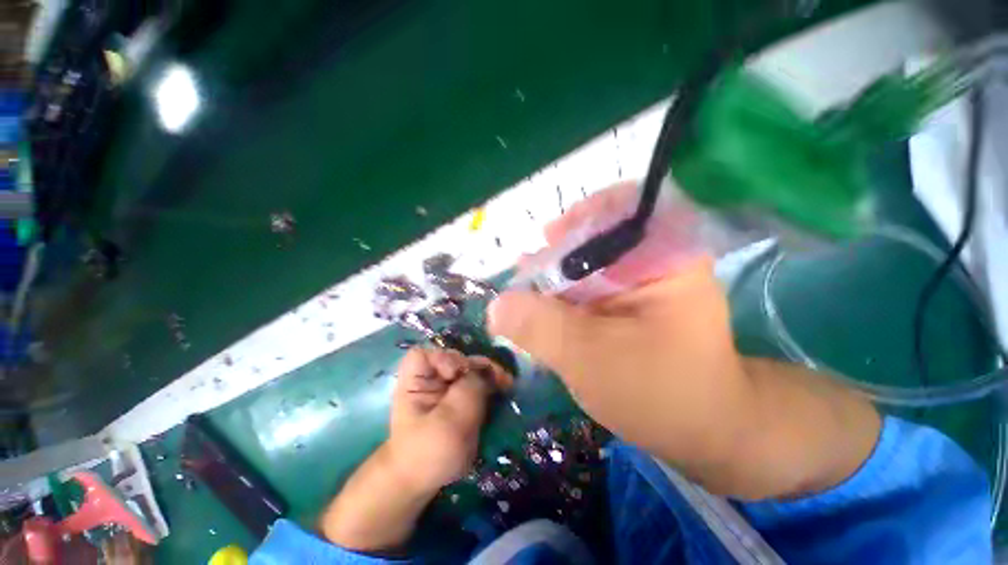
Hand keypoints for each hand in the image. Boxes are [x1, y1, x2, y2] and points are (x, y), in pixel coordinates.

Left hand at [320, 348, 510, 551]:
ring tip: (506, 383)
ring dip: (489, 374)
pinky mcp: (459, 398)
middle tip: (499, 377)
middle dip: (477, 366)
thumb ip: (468, 390)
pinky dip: (490, 384)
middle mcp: (431, 379)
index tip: (458, 374)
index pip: (425, 354)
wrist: (425, 481)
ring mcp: (446, 388)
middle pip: (455, 359)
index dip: (443, 358)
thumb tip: (484, 372)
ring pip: (469, 370)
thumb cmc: (429, 453)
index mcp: (416, 382)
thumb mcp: (449, 422)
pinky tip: (503, 388)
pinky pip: (477, 383)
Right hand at [489, 182, 878, 499]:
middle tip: (528, 271)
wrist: (700, 430)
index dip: (578, 219)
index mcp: (665, 256)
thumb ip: (541, 327)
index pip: (619, 208)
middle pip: (598, 235)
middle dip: (558, 252)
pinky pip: (589, 285)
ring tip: (530, 291)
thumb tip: (495, 306)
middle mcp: (656, 258)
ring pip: (589, 262)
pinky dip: (564, 293)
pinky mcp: (628, 300)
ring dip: (556, 275)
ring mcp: (641, 280)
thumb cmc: (659, 393)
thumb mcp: (590, 358)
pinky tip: (545, 307)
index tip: (546, 239)